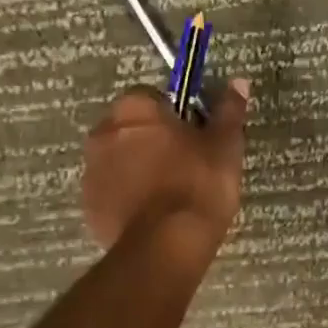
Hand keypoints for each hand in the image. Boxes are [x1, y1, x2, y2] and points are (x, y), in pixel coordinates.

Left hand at [82, 79, 250, 250]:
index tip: (195, 135)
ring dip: (138, 168)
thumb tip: (238, 81)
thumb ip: (229, 111)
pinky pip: (112, 192)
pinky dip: (128, 197)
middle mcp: (103, 133)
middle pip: (131, 127)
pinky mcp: (89, 207)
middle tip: (186, 163)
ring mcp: (91, 172)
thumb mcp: (225, 145)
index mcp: (134, 109)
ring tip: (170, 193)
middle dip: (153, 140)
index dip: (175, 115)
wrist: (167, 245)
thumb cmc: (198, 184)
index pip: (152, 97)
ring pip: (119, 160)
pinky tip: (154, 214)